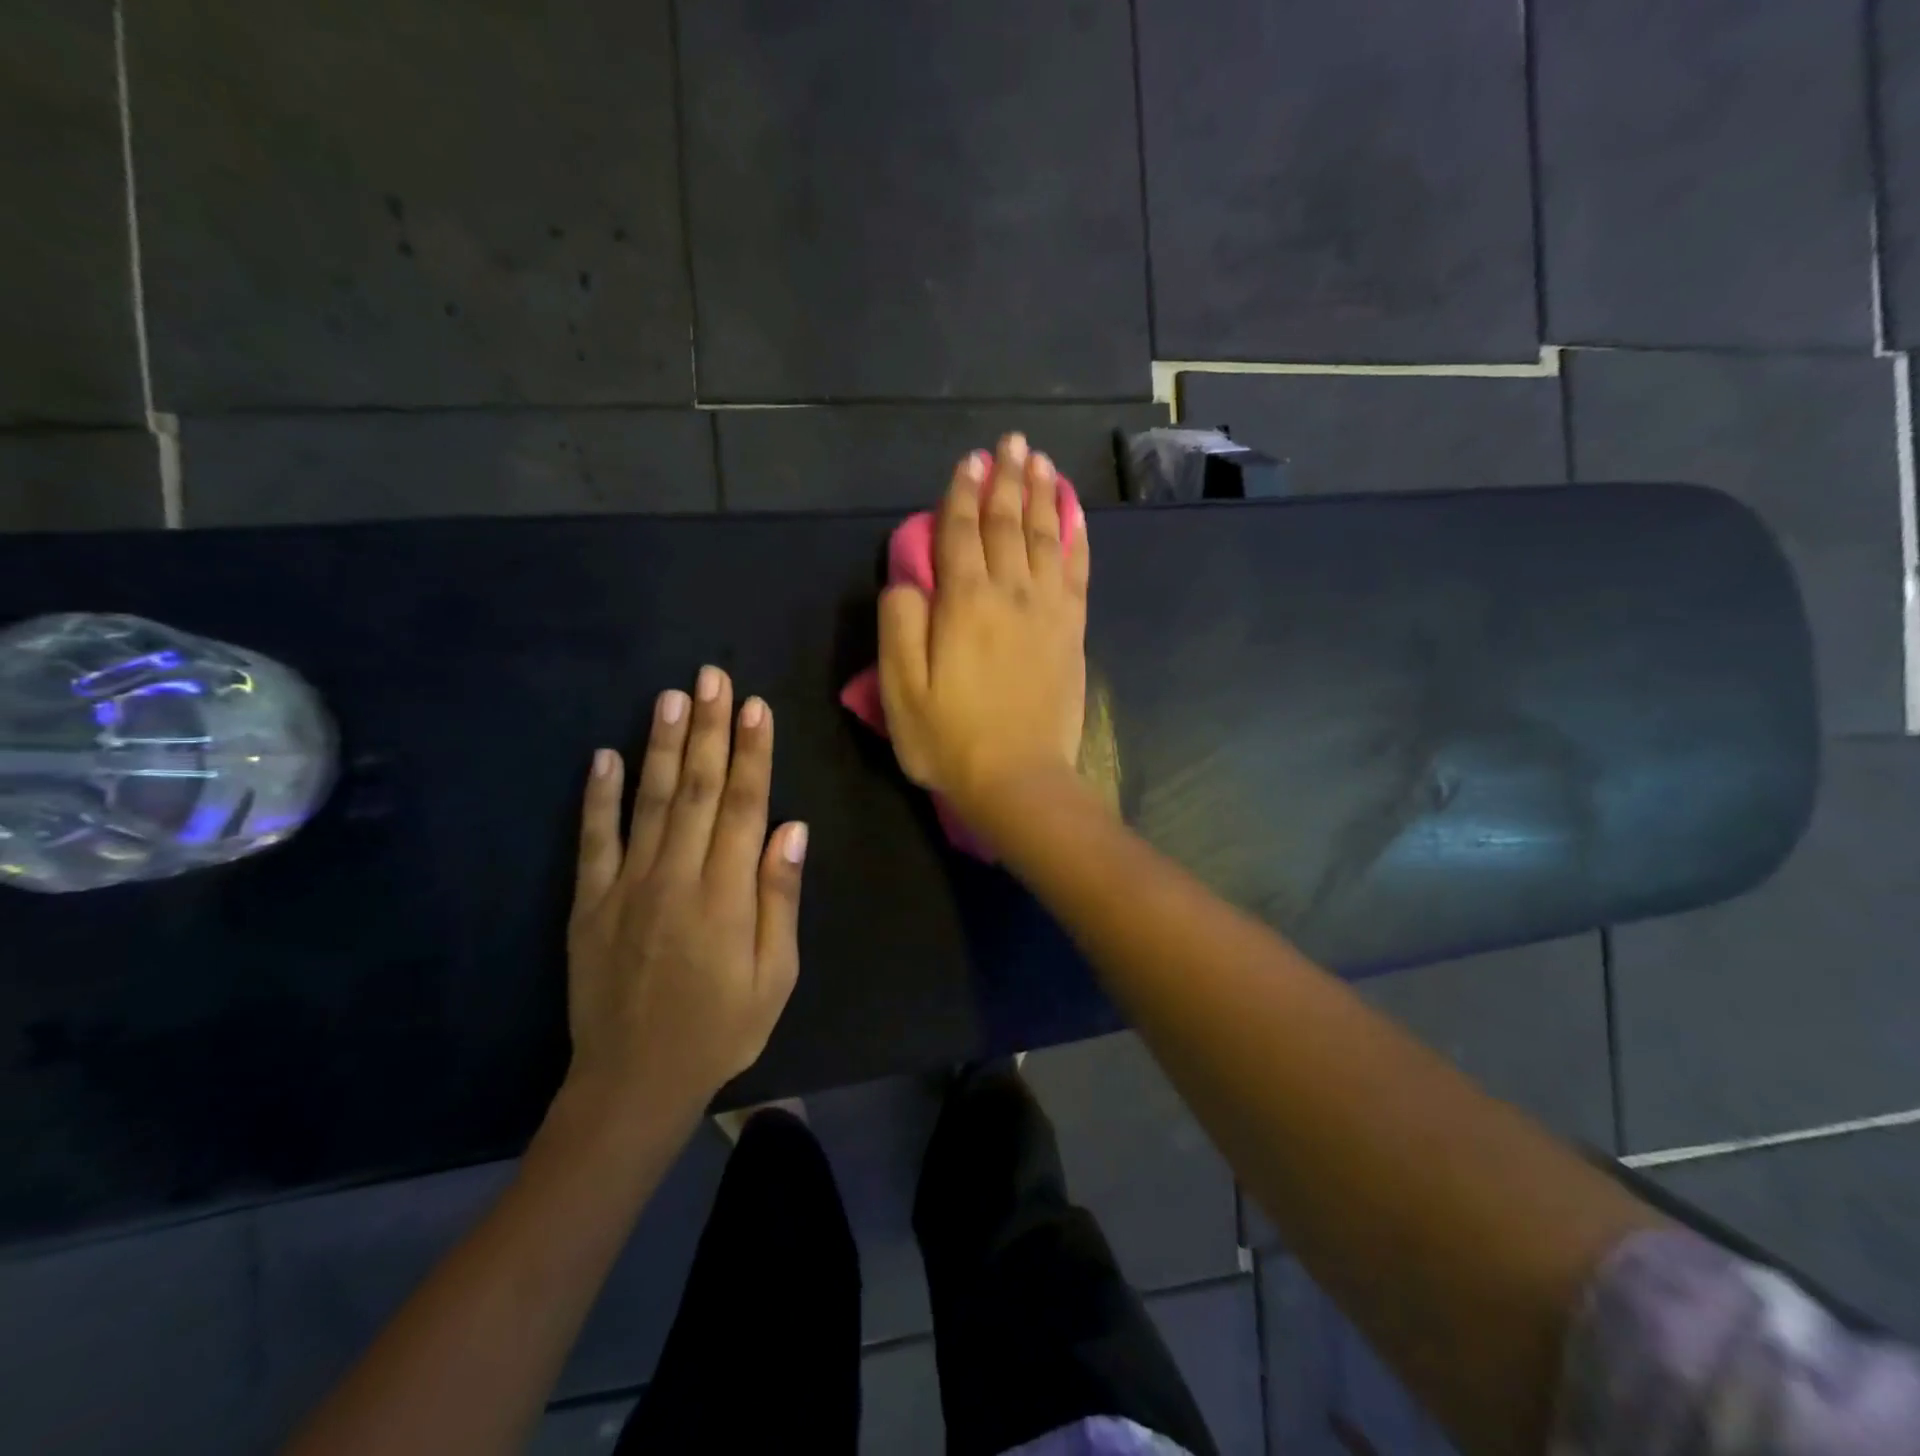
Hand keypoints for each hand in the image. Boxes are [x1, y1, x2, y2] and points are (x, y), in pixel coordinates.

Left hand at [564, 667, 808, 1118]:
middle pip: (698, 789)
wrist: (635, 1081)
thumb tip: (791, 829)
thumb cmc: (721, 1028)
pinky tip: (603, 756)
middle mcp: (677, 876)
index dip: (752, 753)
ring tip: (670, 697)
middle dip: (708, 729)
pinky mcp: (590, 903)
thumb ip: (779, 898)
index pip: (744, 806)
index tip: (755, 707)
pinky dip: (597, 797)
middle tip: (711, 677)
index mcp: (726, 894)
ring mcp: (628, 886)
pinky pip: (593, 840)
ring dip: (662, 746)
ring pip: (649, 801)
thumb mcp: (775, 975)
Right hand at [879, 432, 1088, 817]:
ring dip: (1042, 496)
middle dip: (1006, 481)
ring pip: (1046, 539)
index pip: (961, 534)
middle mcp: (1010, 594)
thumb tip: (907, 580)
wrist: (1019, 780)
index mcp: (964, 604)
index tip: (969, 461)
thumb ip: (899, 626)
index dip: (962, 495)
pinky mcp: (1072, 632)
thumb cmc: (950, 740)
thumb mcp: (901, 691)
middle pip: (1008, 525)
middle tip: (1010, 443)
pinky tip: (1075, 517)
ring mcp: (1048, 612)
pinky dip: (1076, 539)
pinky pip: (1076, 572)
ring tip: (1040, 462)